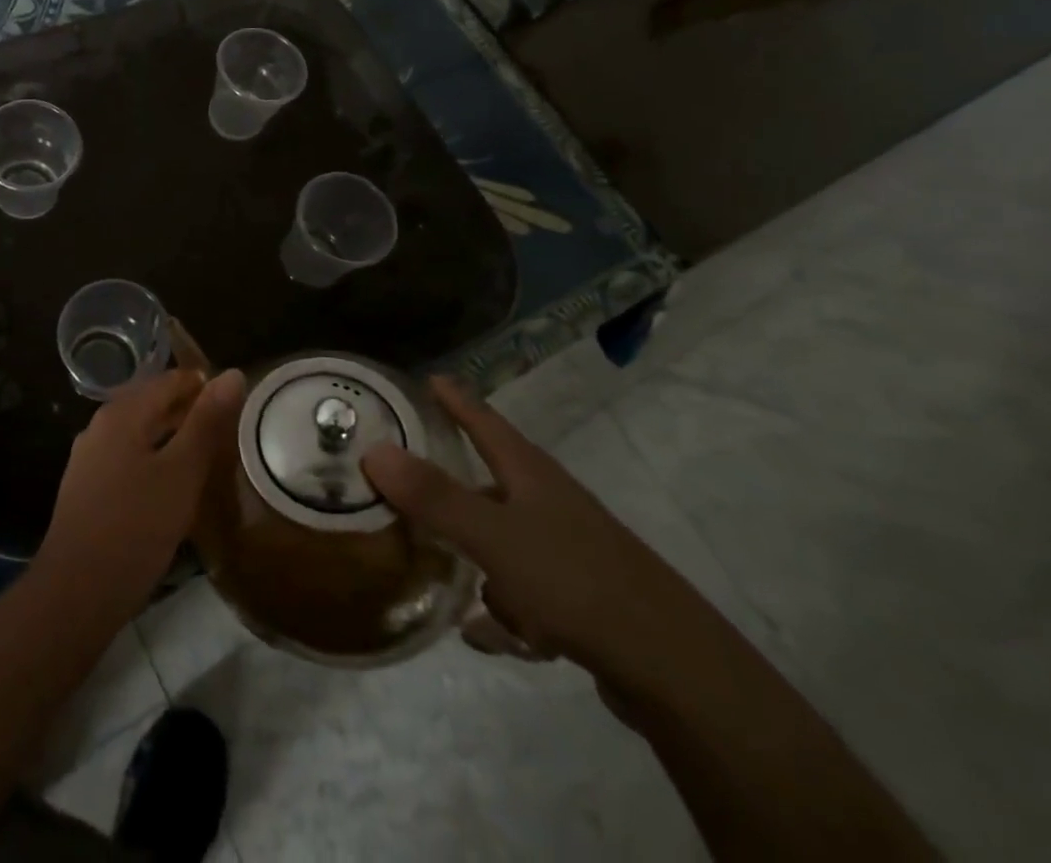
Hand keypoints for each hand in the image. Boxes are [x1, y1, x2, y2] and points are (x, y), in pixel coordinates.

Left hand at [36, 366, 245, 613]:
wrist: (77, 591)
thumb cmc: (136, 526)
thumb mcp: (181, 473)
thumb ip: (206, 422)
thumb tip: (232, 374)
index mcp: (122, 413)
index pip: (170, 380)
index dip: (204, 385)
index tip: (238, 401)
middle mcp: (101, 425)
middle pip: (152, 403)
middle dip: (189, 411)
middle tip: (229, 429)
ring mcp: (90, 457)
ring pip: (140, 433)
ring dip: (173, 437)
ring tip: (209, 455)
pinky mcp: (88, 488)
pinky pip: (128, 457)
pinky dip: (155, 460)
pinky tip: (173, 485)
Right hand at [361, 377, 713, 688]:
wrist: (676, 672)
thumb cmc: (576, 582)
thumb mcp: (495, 537)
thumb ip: (435, 497)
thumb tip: (374, 450)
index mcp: (531, 474)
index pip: (484, 419)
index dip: (454, 398)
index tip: (426, 378)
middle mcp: (549, 503)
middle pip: (489, 479)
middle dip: (449, 483)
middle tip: (403, 483)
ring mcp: (568, 551)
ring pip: (503, 539)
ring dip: (473, 553)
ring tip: (435, 571)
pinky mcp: (581, 599)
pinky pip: (523, 592)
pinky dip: (503, 609)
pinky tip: (483, 634)